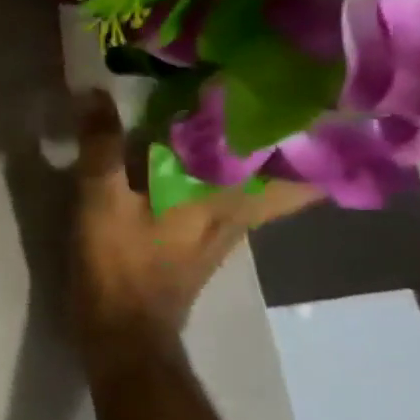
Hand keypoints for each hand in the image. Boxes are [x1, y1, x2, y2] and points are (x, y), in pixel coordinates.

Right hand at [70, 90, 318, 370]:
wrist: (123, 330)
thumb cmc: (120, 264)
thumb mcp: (100, 200)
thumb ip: (101, 146)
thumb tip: (93, 89)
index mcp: (226, 197)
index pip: (300, 166)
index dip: (323, 131)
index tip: (326, 89)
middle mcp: (239, 212)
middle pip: (291, 175)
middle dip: (297, 138)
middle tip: (287, 92)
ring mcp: (225, 229)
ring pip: (263, 186)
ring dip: (264, 153)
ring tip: (250, 112)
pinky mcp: (203, 239)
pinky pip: (233, 196)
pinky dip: (230, 172)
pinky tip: (205, 153)